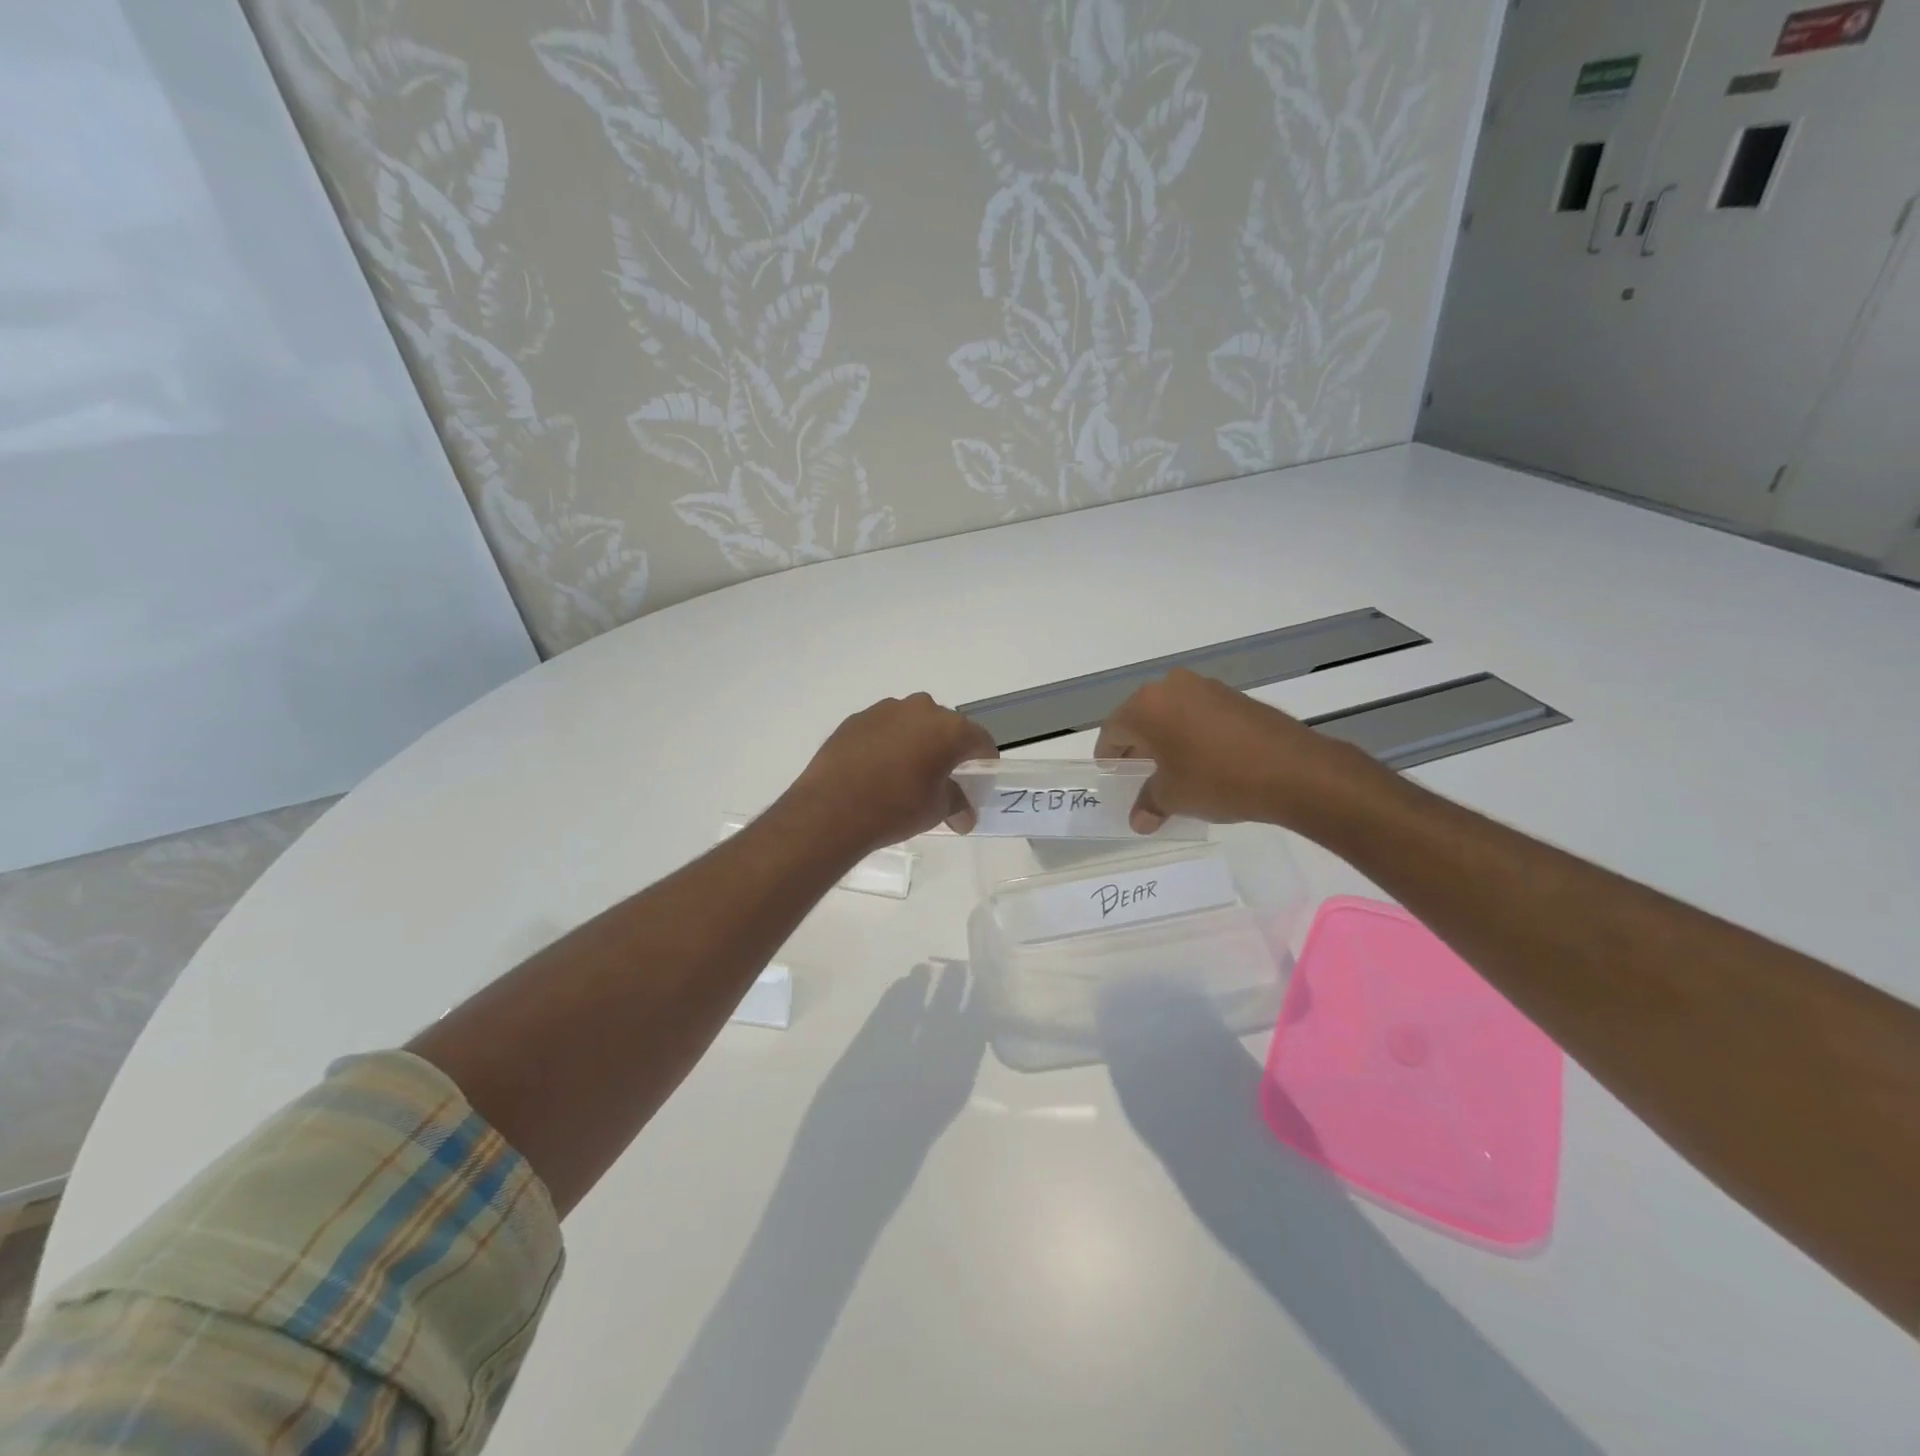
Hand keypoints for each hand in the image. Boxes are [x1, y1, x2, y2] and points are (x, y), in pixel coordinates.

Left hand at [784, 693, 997, 854]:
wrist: (832, 808)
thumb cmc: (896, 808)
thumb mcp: (936, 810)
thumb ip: (957, 804)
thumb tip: (965, 816)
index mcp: (950, 729)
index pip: (980, 740)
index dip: (984, 761)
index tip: (979, 780)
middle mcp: (921, 709)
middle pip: (947, 726)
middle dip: (949, 749)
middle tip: (943, 777)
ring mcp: (886, 709)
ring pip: (913, 722)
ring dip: (917, 741)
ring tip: (906, 772)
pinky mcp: (857, 718)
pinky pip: (885, 727)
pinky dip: (888, 742)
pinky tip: (877, 769)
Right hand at [1093, 668, 1381, 832]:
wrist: (1294, 770)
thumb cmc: (1217, 780)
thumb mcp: (1174, 797)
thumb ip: (1149, 804)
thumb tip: (1139, 820)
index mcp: (1146, 706)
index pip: (1112, 731)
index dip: (1109, 758)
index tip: (1114, 779)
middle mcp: (1171, 686)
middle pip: (1140, 718)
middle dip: (1137, 748)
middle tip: (1140, 777)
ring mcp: (1206, 687)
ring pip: (1171, 714)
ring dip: (1166, 740)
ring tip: (1174, 771)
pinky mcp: (1234, 695)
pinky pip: (1198, 714)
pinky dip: (1193, 734)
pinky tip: (1205, 761)